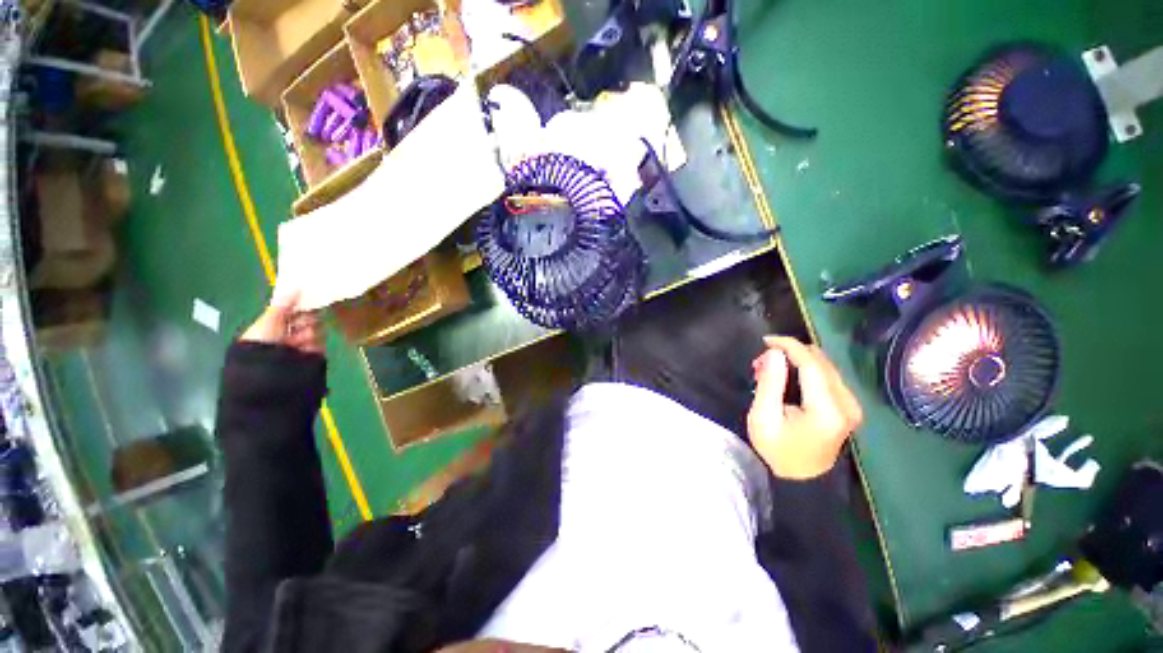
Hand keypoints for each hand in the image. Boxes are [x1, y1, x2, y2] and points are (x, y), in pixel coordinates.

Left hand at [240, 290, 323, 355]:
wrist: (268, 369)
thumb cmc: (262, 341)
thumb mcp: (270, 319)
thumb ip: (284, 303)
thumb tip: (297, 285)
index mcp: (277, 323)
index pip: (297, 309)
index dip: (302, 306)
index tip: (305, 303)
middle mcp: (290, 333)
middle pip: (311, 319)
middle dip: (306, 321)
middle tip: (297, 325)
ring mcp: (303, 344)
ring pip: (318, 331)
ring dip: (309, 334)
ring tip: (298, 342)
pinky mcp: (314, 355)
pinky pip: (322, 343)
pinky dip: (314, 344)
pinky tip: (304, 348)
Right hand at [747, 336, 862, 479]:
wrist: (803, 479)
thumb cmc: (778, 450)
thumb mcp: (763, 418)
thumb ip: (770, 383)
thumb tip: (774, 353)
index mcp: (827, 410)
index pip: (812, 364)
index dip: (789, 346)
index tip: (766, 340)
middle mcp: (848, 404)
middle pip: (821, 361)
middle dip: (790, 353)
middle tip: (761, 362)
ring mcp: (852, 405)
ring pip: (825, 366)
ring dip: (797, 360)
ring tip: (770, 369)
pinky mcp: (849, 406)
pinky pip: (827, 376)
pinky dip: (805, 369)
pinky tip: (787, 376)